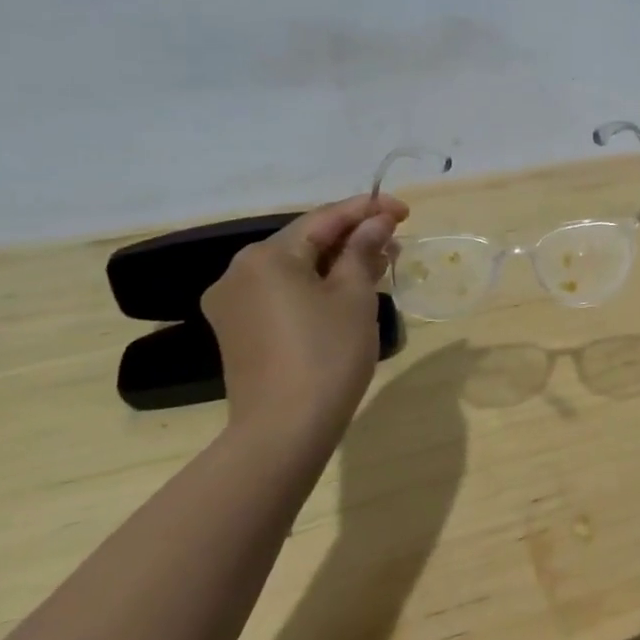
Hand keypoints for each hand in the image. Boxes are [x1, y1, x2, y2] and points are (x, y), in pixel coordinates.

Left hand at [200, 194, 407, 445]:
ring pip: (296, 268)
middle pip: (307, 241)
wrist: (284, 430)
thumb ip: (364, 250)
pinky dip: (317, 286)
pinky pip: (284, 293)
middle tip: (396, 241)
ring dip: (338, 263)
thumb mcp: (354, 295)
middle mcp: (240, 272)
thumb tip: (377, 222)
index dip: (368, 209)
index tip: (405, 211)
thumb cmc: (327, 354)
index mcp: (267, 256)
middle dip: (353, 238)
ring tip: (380, 265)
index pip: (325, 218)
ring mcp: (234, 303)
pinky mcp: (239, 330)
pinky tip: (348, 292)